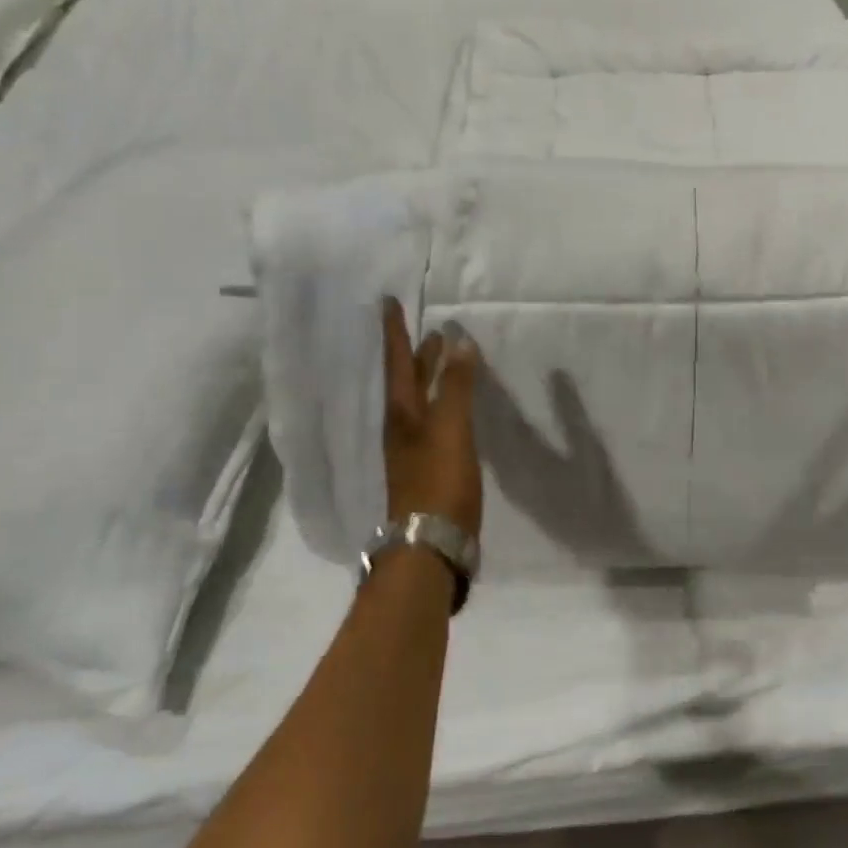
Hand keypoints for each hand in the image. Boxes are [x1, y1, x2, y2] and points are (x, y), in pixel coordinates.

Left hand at [381, 298, 482, 538]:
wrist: (430, 545)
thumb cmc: (439, 483)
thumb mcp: (451, 430)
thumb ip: (456, 387)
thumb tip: (459, 341)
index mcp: (403, 414)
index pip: (398, 362)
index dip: (395, 332)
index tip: (388, 302)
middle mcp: (403, 428)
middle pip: (407, 381)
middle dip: (417, 354)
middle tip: (428, 330)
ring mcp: (414, 450)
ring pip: (420, 402)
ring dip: (430, 378)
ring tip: (444, 360)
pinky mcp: (429, 469)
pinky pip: (433, 422)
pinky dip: (443, 404)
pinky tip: (454, 411)